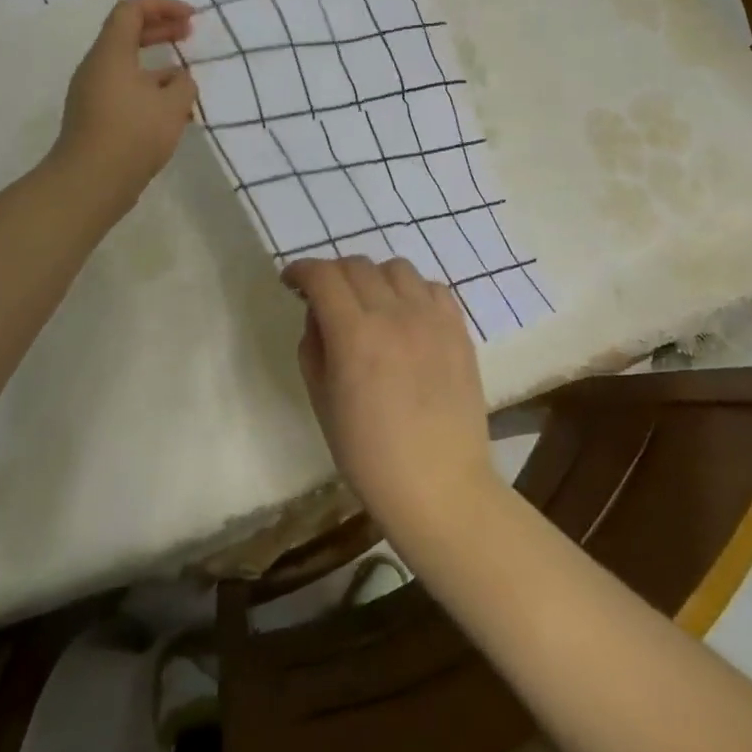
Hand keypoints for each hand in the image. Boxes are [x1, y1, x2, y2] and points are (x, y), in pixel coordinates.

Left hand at [53, 0, 197, 214]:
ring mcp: (93, 94)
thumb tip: (179, 80)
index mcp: (111, 53)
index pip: (132, 10)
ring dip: (158, 65)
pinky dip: (149, 90)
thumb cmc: (132, 134)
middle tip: (189, 34)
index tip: (191, 17)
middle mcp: (97, 67)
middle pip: (127, 34)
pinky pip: (125, 91)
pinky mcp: (96, 118)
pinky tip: (172, 112)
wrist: (89, 183)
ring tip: (187, 81)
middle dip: (161, 30)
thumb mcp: (172, 106)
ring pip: (128, 66)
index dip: (163, 6)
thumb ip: (183, 84)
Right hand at [281, 256, 500, 541]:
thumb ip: (314, 346)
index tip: (291, 282)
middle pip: (357, 265)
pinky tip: (407, 316)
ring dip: (373, 277)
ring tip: (369, 303)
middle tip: (325, 298)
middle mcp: (394, 314)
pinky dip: (412, 291)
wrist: (440, 486)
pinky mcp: (459, 329)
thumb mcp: (322, 401)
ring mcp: (432, 319)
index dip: (301, 270)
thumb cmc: (369, 455)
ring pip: (397, 268)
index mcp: (354, 335)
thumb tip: (319, 315)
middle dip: (332, 274)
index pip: (323, 276)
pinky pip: (433, 287)